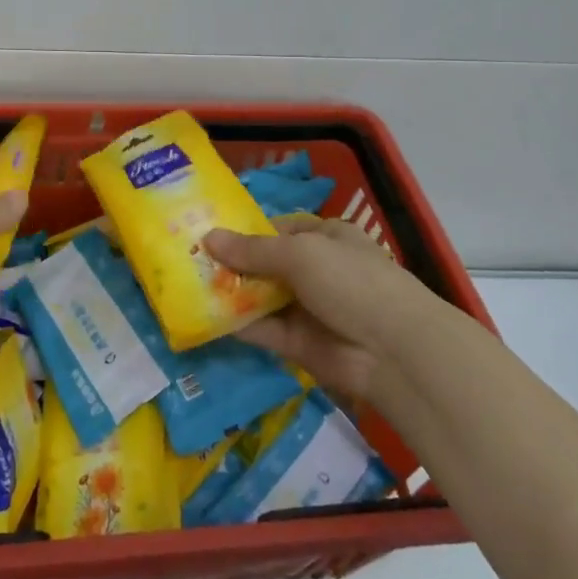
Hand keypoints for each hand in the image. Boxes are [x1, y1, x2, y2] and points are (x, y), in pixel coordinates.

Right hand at [205, 214, 453, 405]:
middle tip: (186, 260)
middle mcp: (315, 270)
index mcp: (325, 237)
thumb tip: (209, 237)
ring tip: (185, 286)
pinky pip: (261, 329)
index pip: (279, 228)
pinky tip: (203, 317)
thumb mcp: (300, 254)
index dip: (246, 230)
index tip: (208, 232)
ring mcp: (306, 308)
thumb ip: (252, 250)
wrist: (392, 350)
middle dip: (231, 262)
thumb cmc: (350, 281)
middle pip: (265, 263)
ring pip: (260, 296)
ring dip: (229, 292)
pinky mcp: (297, 343)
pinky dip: (236, 324)